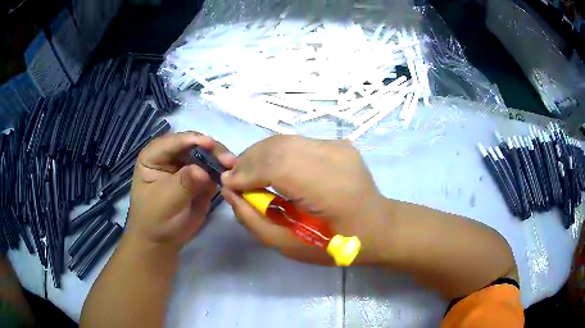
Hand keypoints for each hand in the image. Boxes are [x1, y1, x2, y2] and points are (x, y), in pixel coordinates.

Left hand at [127, 132, 235, 250]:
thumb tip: (202, 171)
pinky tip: (233, 176)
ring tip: (234, 167)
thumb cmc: (155, 220)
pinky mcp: (200, 177)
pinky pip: (214, 170)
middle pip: (194, 144)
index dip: (193, 140)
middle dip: (212, 149)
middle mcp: (171, 155)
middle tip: (229, 160)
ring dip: (221, 159)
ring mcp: (187, 166)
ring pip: (207, 155)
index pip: (174, 141)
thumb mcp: (165, 202)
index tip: (212, 146)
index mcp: (154, 155)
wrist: (161, 242)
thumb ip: (183, 184)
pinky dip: (223, 171)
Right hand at [221, 135, 388, 264]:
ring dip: (259, 154)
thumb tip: (230, 192)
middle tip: (233, 178)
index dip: (247, 173)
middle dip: (248, 160)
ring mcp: (339, 146)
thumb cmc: (336, 245)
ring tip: (246, 173)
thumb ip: (254, 221)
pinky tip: (269, 168)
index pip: (278, 166)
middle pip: (278, 146)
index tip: (227, 184)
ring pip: (285, 140)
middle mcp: (336, 158)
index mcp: (331, 189)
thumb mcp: (289, 246)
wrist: (378, 226)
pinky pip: (296, 143)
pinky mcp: (338, 143)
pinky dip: (275, 153)